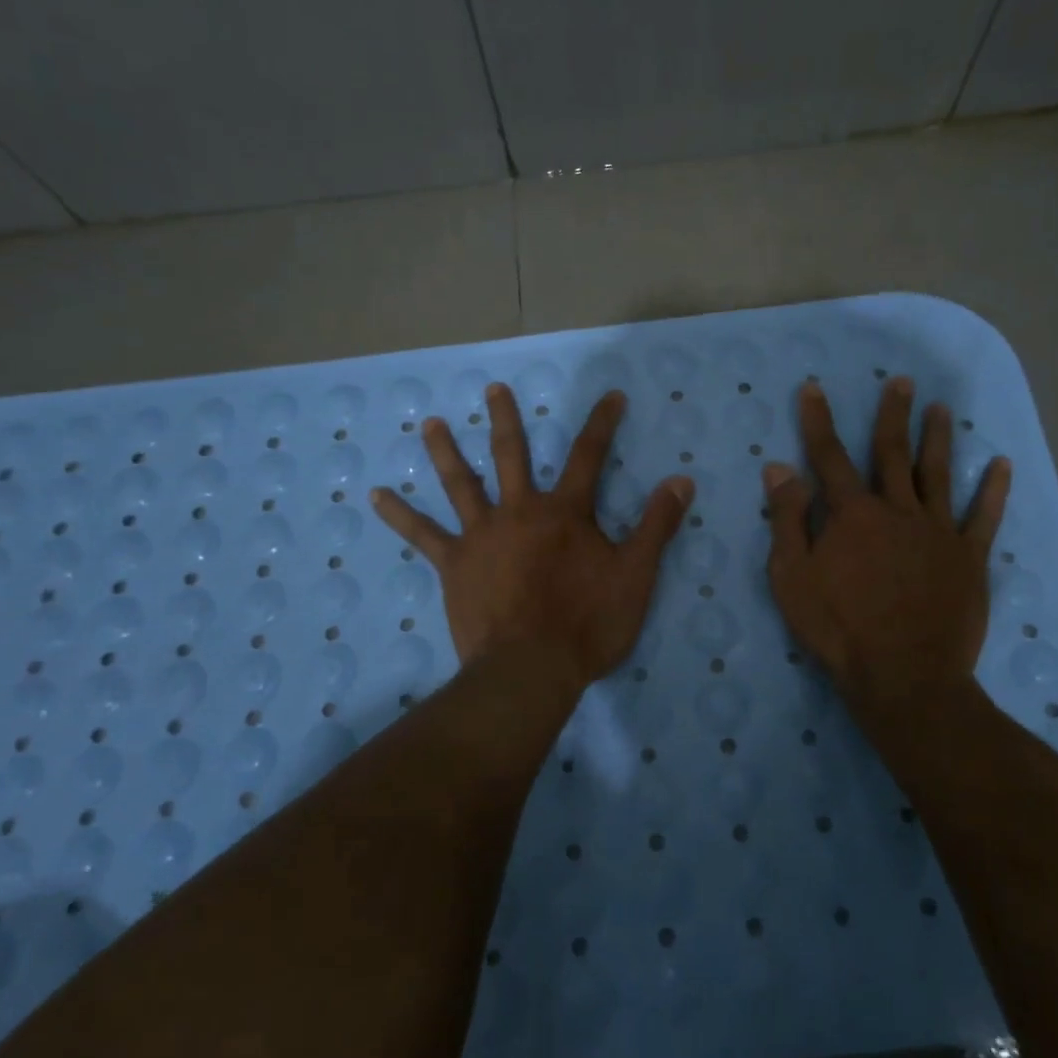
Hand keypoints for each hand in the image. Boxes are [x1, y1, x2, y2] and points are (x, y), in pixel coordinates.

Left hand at [371, 384, 693, 692]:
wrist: (531, 668)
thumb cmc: (588, 624)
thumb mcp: (636, 575)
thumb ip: (657, 525)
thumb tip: (682, 480)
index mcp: (565, 513)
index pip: (589, 456)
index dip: (602, 423)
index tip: (611, 396)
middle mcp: (520, 511)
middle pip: (512, 455)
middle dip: (505, 419)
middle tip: (492, 388)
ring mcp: (482, 535)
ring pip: (460, 483)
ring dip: (444, 451)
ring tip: (427, 423)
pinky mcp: (454, 564)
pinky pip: (422, 535)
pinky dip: (399, 514)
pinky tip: (376, 495)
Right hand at [764, 378, 1010, 735]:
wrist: (904, 675)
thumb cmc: (838, 628)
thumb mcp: (792, 576)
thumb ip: (788, 519)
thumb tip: (780, 467)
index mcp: (852, 514)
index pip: (830, 457)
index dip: (819, 421)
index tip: (815, 387)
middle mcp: (897, 510)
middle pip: (892, 453)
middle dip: (893, 415)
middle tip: (901, 381)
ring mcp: (937, 532)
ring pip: (938, 474)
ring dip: (939, 438)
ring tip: (942, 408)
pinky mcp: (968, 558)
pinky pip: (983, 517)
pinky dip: (992, 490)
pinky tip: (1001, 465)